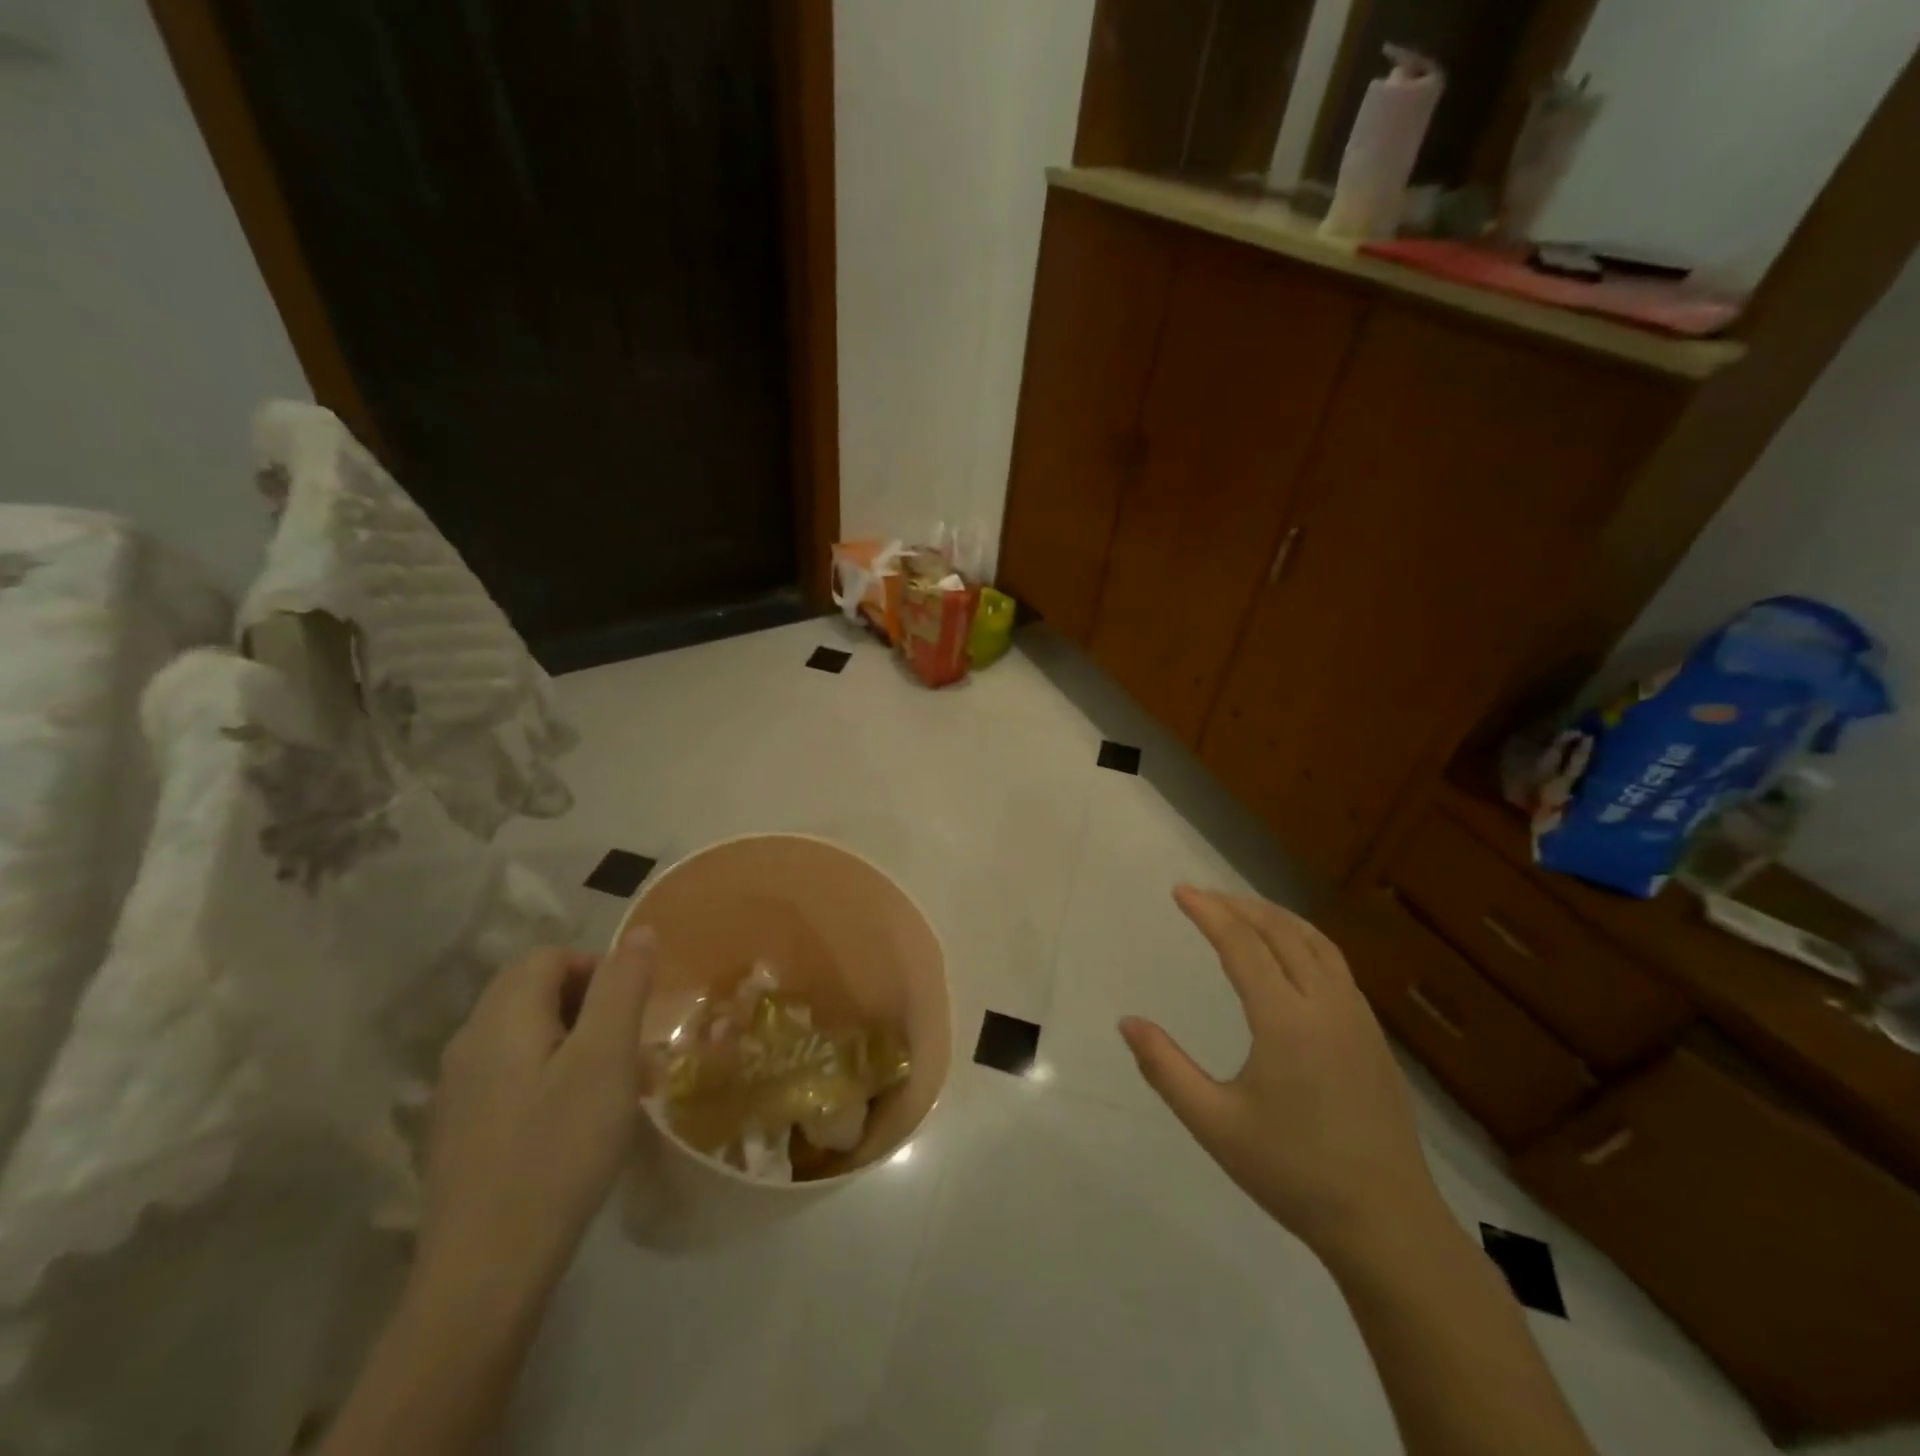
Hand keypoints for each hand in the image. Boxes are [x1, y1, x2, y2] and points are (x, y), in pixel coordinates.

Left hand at [417, 928, 656, 1302]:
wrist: (484, 1274)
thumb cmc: (558, 1150)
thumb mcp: (606, 1059)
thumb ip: (623, 987)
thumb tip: (639, 933)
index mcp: (500, 1019)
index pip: (548, 957)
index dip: (597, 968)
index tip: (634, 1010)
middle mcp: (468, 1045)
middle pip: (532, 992)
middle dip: (591, 1005)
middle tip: (630, 1047)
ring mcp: (458, 1093)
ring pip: (526, 1037)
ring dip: (576, 1043)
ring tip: (615, 1086)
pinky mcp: (460, 1134)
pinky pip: (513, 1077)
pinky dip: (552, 1078)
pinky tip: (576, 1124)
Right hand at [1120, 887, 1441, 1260]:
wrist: (1388, 1225)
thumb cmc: (1294, 1173)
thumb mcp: (1215, 1125)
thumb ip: (1166, 1069)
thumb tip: (1127, 1022)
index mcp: (1286, 1021)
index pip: (1242, 945)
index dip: (1209, 912)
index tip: (1180, 891)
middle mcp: (1326, 1005)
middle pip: (1281, 932)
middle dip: (1239, 906)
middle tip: (1203, 895)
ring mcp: (1358, 1019)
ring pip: (1316, 943)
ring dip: (1276, 917)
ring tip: (1243, 911)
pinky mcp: (1374, 1037)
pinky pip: (1336, 966)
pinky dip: (1304, 940)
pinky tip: (1291, 957)